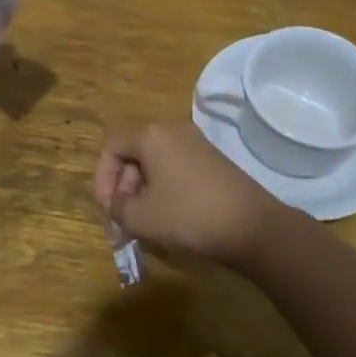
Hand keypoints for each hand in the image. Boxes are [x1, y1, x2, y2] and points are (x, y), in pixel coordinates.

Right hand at [94, 121, 289, 268]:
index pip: (112, 147)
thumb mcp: (142, 217)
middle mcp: (172, 130)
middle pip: (134, 152)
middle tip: (126, 218)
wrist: (252, 226)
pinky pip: (176, 167)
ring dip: (144, 189)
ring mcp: (196, 143)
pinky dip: (165, 188)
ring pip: (155, 161)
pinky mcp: (212, 159)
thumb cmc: (189, 215)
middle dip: (124, 186)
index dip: (103, 178)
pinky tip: (171, 216)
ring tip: (146, 221)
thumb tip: (115, 203)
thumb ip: (117, 207)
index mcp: (151, 135)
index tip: (109, 209)